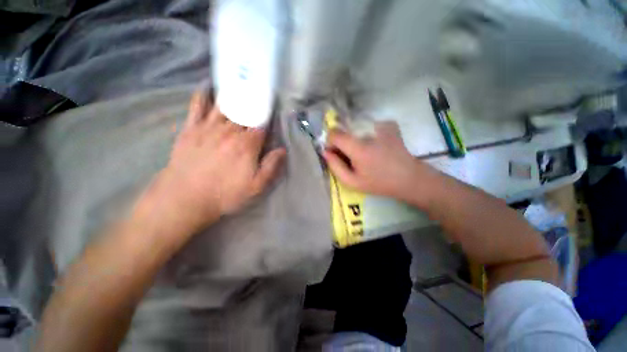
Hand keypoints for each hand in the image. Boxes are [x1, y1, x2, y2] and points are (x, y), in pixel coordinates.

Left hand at [137, 91, 285, 236]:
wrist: (185, 198)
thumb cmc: (225, 193)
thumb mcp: (256, 186)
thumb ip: (271, 166)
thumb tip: (282, 149)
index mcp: (247, 144)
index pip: (262, 124)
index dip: (268, 117)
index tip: (273, 110)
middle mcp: (230, 131)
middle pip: (245, 112)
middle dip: (254, 102)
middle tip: (259, 91)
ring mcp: (209, 127)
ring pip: (225, 105)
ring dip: (234, 94)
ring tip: (241, 84)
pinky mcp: (191, 129)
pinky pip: (198, 106)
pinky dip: (203, 94)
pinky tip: (208, 87)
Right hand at [323, 121, 438, 204]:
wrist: (409, 178)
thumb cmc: (379, 183)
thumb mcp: (352, 182)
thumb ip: (335, 166)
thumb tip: (325, 152)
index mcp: (358, 148)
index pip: (334, 134)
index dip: (331, 143)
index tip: (336, 153)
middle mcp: (368, 132)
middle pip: (345, 130)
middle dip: (342, 142)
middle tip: (351, 157)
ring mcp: (381, 126)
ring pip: (357, 129)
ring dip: (355, 139)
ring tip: (365, 154)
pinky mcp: (389, 125)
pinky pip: (369, 126)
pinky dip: (368, 135)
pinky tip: (376, 146)